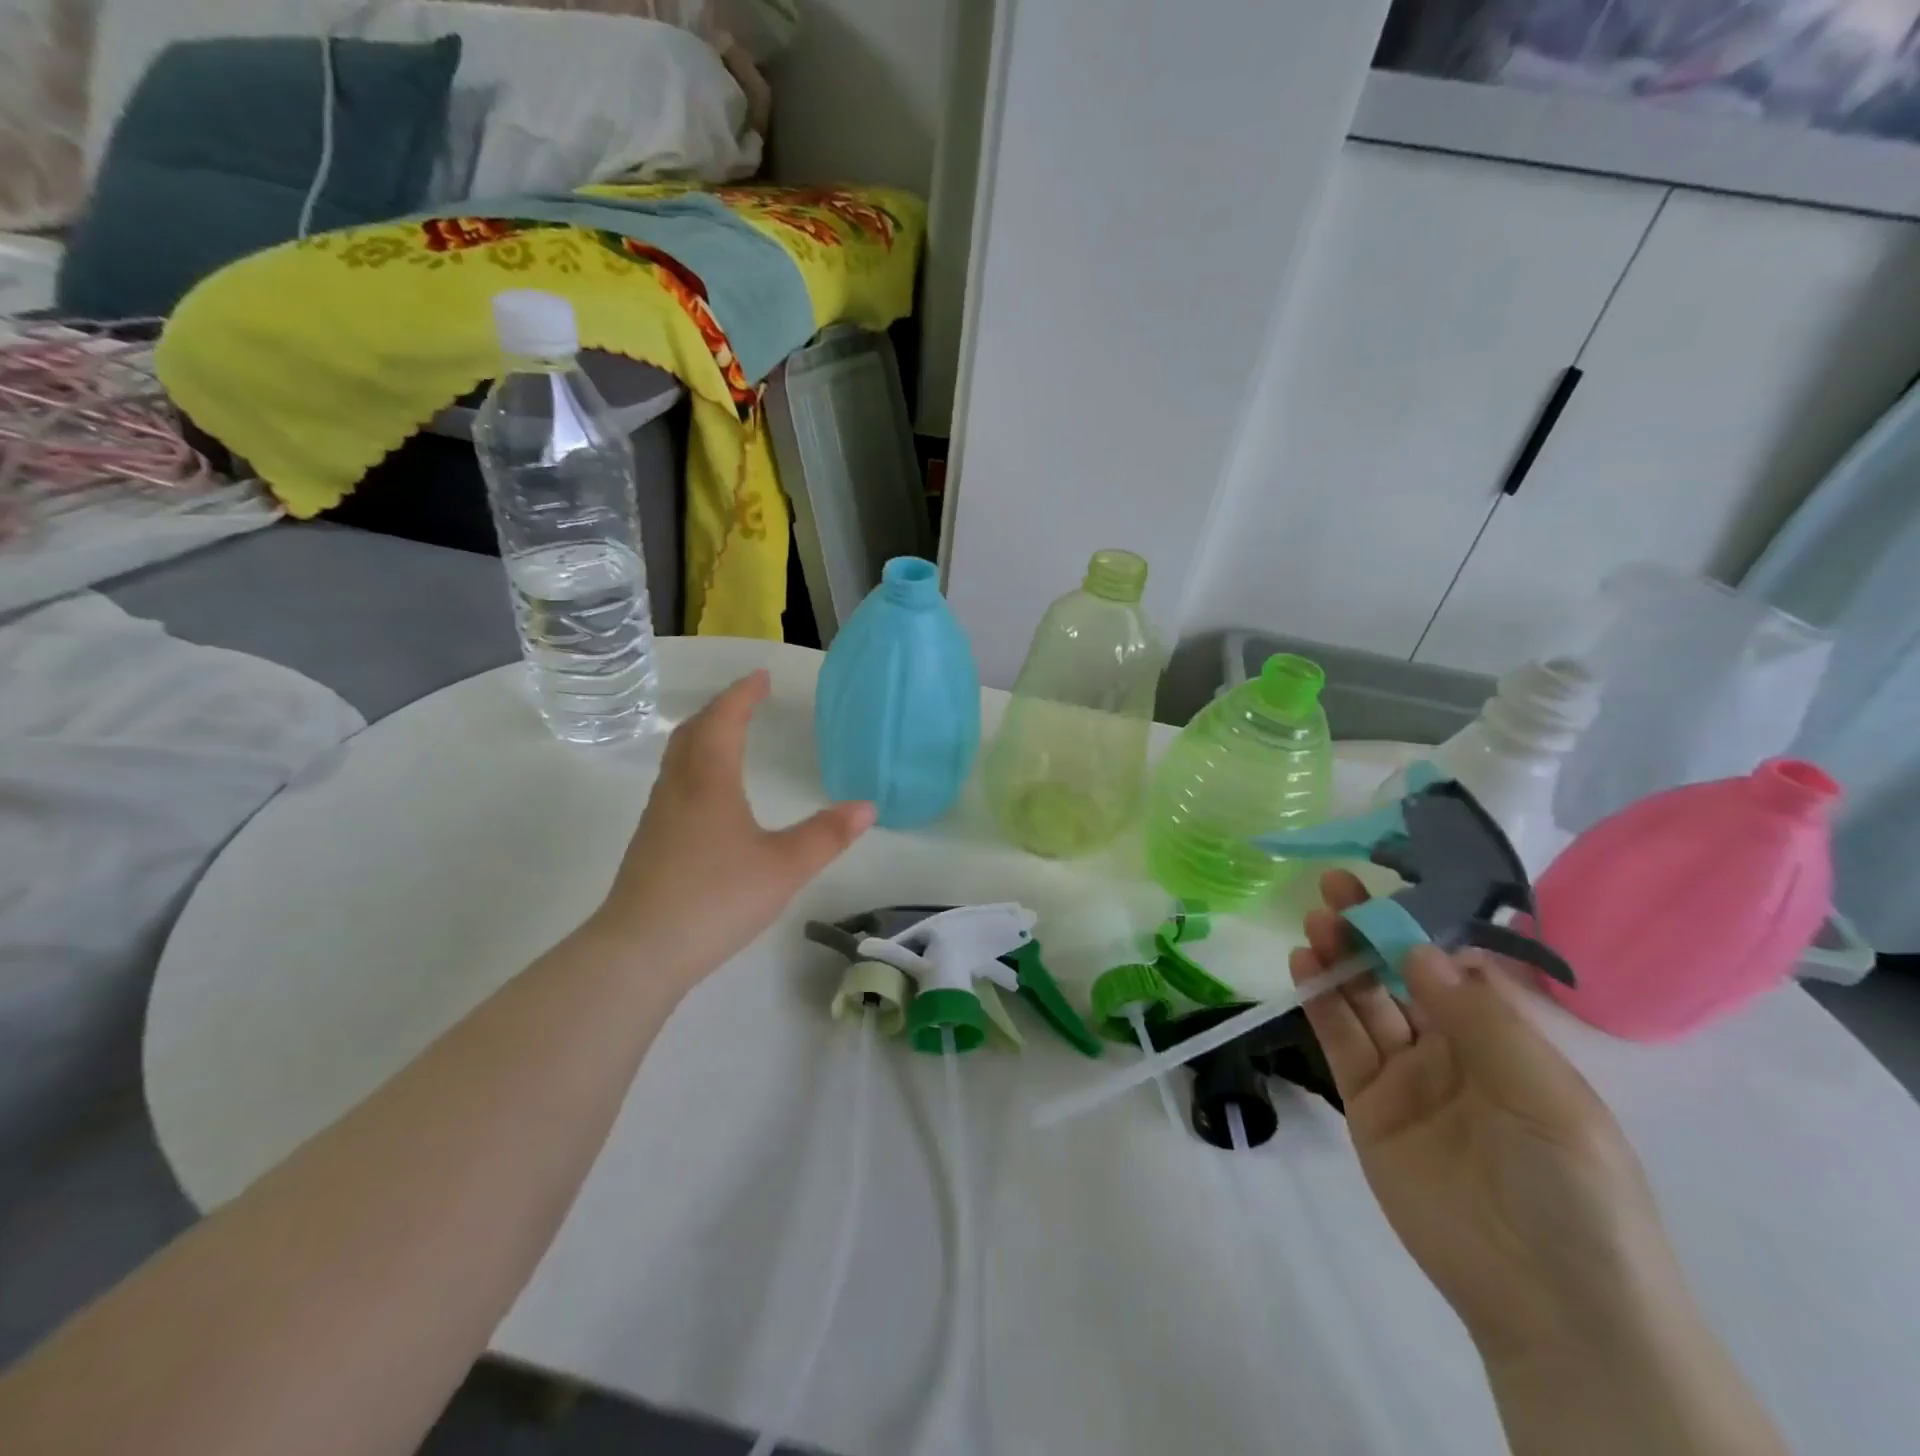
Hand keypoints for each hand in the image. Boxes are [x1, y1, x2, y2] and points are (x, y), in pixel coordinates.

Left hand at [591, 671, 874, 989]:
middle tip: (746, 700)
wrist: (640, 950)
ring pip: (679, 758)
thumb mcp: (784, 867)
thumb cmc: (716, 898)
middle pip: (693, 732)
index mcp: (709, 781)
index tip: (760, 676)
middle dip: (720, 709)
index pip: (724, 720)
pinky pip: (675, 784)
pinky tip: (710, 795)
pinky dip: (695, 766)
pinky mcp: (651, 843)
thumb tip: (868, 806)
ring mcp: (659, 817)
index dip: (742, 694)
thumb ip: (827, 835)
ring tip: (729, 736)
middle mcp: (679, 789)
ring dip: (703, 736)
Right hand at [1290, 871, 1685, 1361]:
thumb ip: (1480, 1020)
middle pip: (1399, 976)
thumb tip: (1418, 949)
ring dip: (1339, 958)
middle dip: (1370, 930)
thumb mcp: (1547, 1096)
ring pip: (1364, 1002)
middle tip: (1336, 885)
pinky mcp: (1366, 1106)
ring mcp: (1405, 1077)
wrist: (1551, 1303)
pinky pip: (1340, 1043)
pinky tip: (1305, 965)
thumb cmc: (1574, 1190)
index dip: (1420, 925)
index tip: (1389, 884)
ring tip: (1315, 919)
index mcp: (1505, 1042)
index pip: (1453, 967)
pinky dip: (1320, 1003)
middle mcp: (1451, 1050)